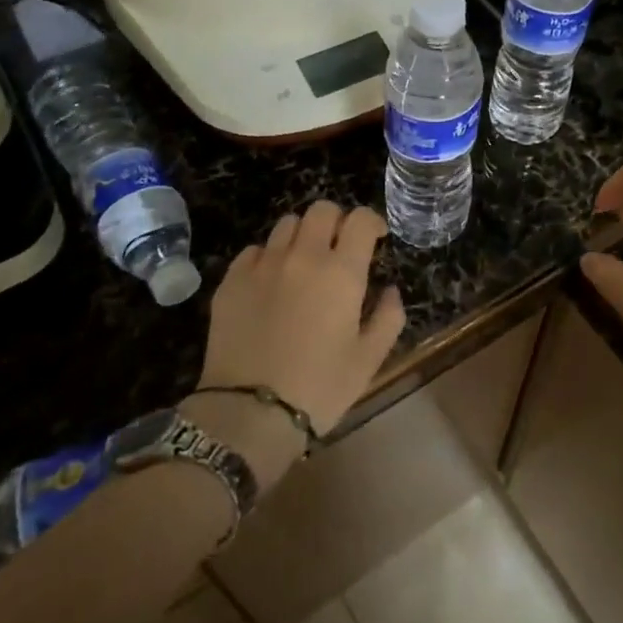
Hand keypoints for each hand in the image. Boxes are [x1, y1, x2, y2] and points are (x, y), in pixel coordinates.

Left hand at [198, 202, 405, 439]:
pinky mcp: (232, 279)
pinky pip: (254, 250)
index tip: (375, 238)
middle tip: (339, 247)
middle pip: (321, 210)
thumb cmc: (319, 388)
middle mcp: (302, 256)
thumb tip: (391, 291)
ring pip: (287, 224)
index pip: (360, 219)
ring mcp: (263, 264)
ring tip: (303, 262)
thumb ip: (388, 318)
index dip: (371, 222)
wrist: (249, 413)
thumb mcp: (368, 360)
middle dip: (336, 221)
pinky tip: (271, 281)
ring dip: (302, 236)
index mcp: (341, 272)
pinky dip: (269, 256)